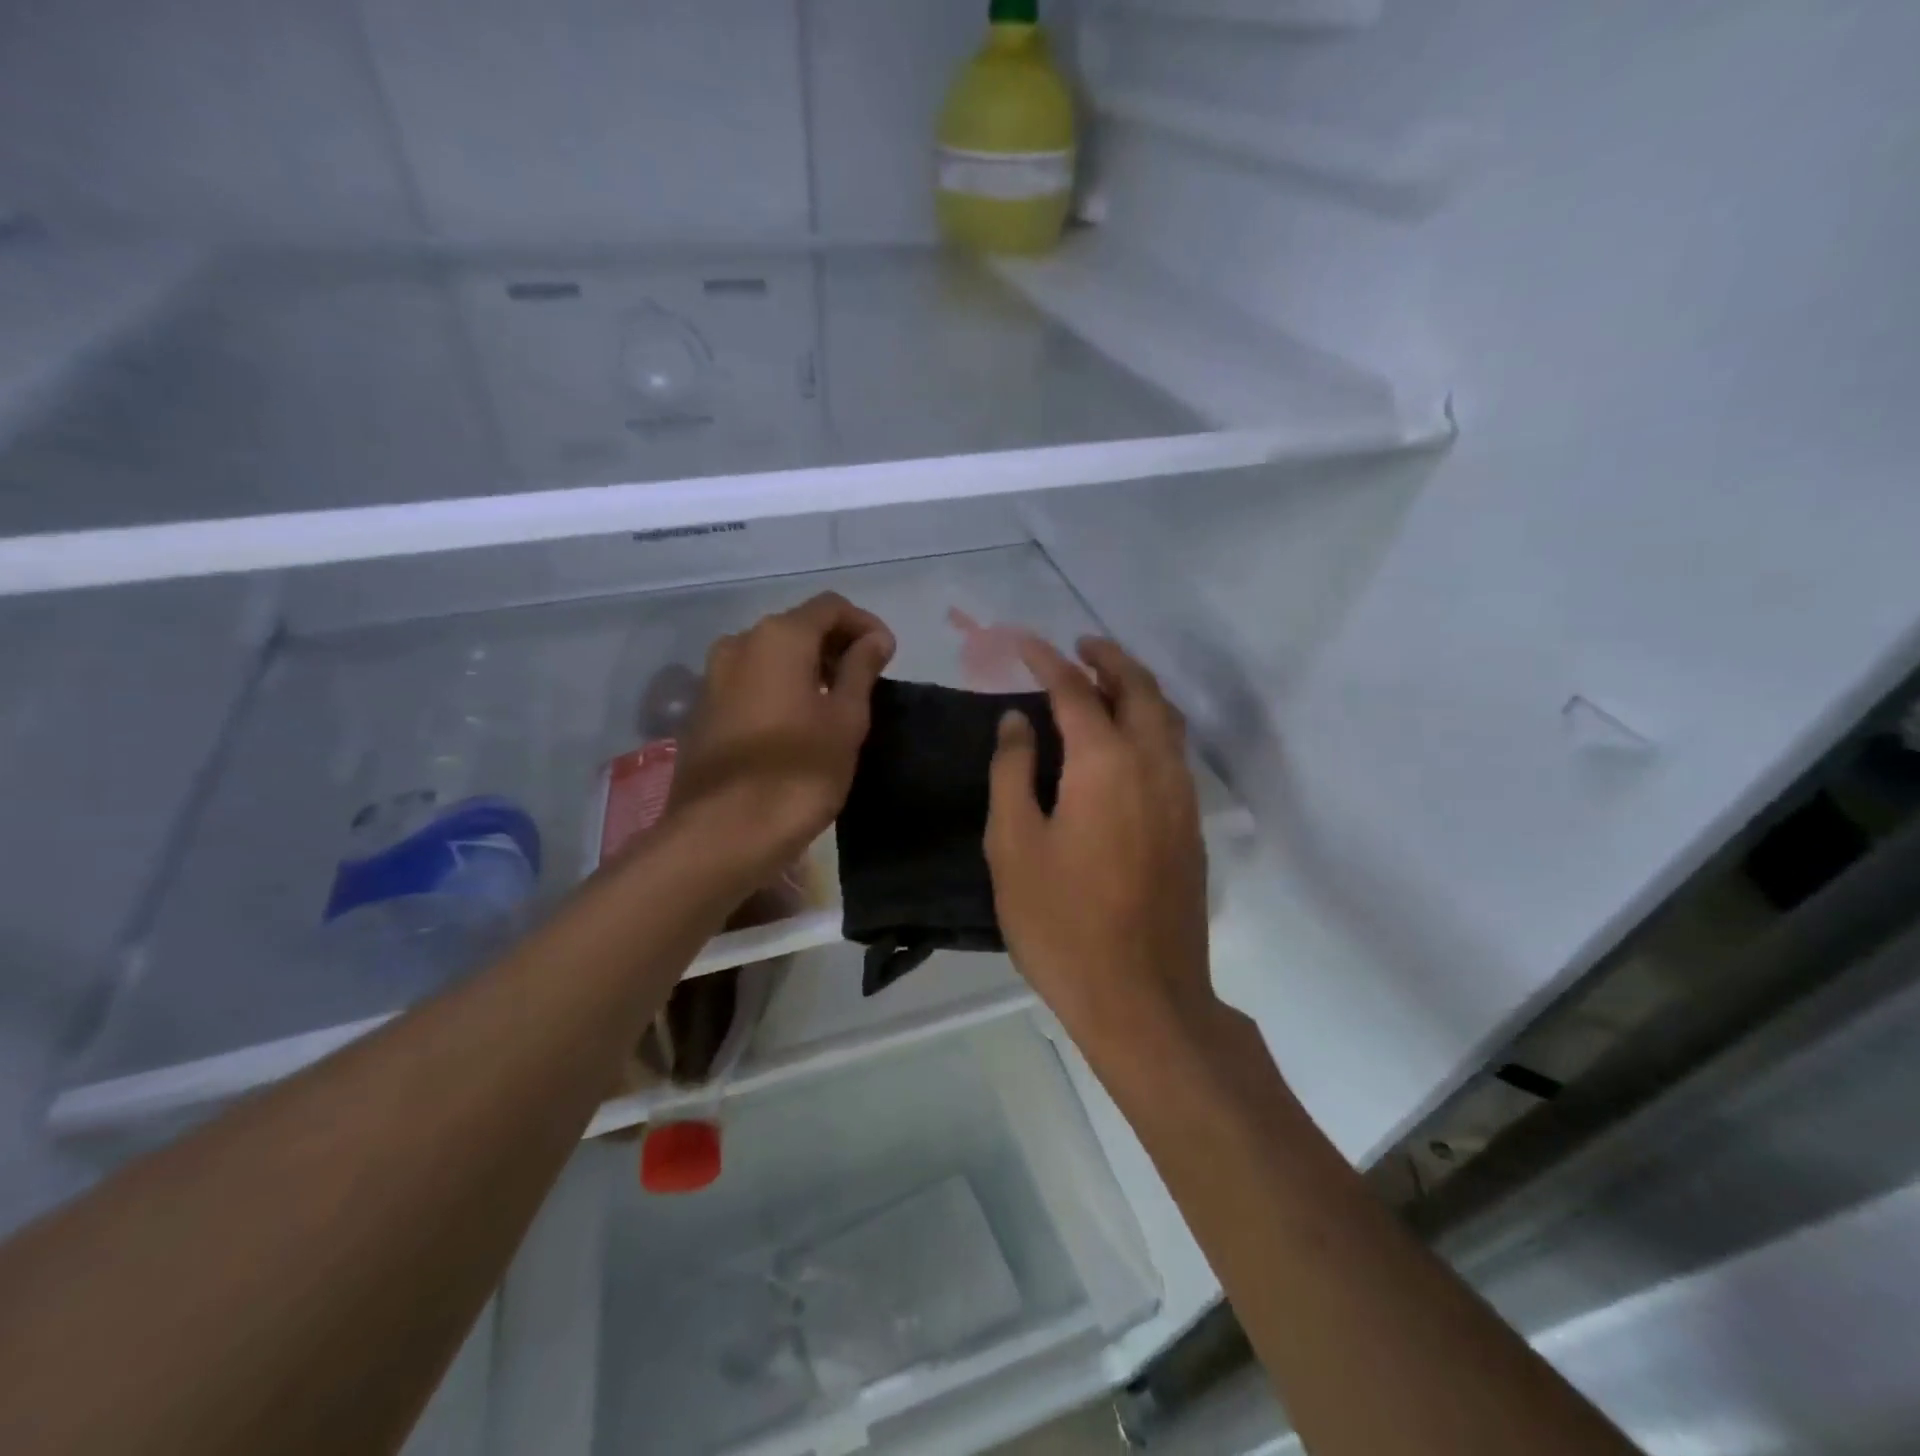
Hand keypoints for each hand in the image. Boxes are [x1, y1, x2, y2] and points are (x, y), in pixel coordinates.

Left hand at [668, 592, 894, 876]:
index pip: (831, 607)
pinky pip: (750, 681)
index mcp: (779, 637)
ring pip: (771, 655)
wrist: (722, 834)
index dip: (865, 624)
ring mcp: (713, 676)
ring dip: (807, 668)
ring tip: (834, 704)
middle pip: (797, 626)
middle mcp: (739, 643)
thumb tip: (875, 638)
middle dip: (835, 646)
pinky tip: (797, 724)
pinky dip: (779, 688)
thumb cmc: (797, 773)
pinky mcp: (702, 709)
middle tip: (866, 682)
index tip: (887, 658)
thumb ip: (861, 670)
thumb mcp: (846, 720)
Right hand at [986, 636, 1213, 1050]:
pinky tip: (1127, 742)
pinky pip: (1174, 752)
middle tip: (1079, 645)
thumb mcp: (1014, 846)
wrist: (1142, 998)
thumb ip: (1013, 772)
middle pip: (1140, 690)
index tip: (1023, 642)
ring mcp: (1181, 797)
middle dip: (1110, 659)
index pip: (1075, 690)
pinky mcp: (1192, 827)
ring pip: (1167, 719)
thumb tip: (1018, 721)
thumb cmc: (1062, 924)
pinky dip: (1151, 725)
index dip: (1047, 661)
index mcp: (1105, 764)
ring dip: (1137, 689)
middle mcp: (1154, 766)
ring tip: (1105, 681)